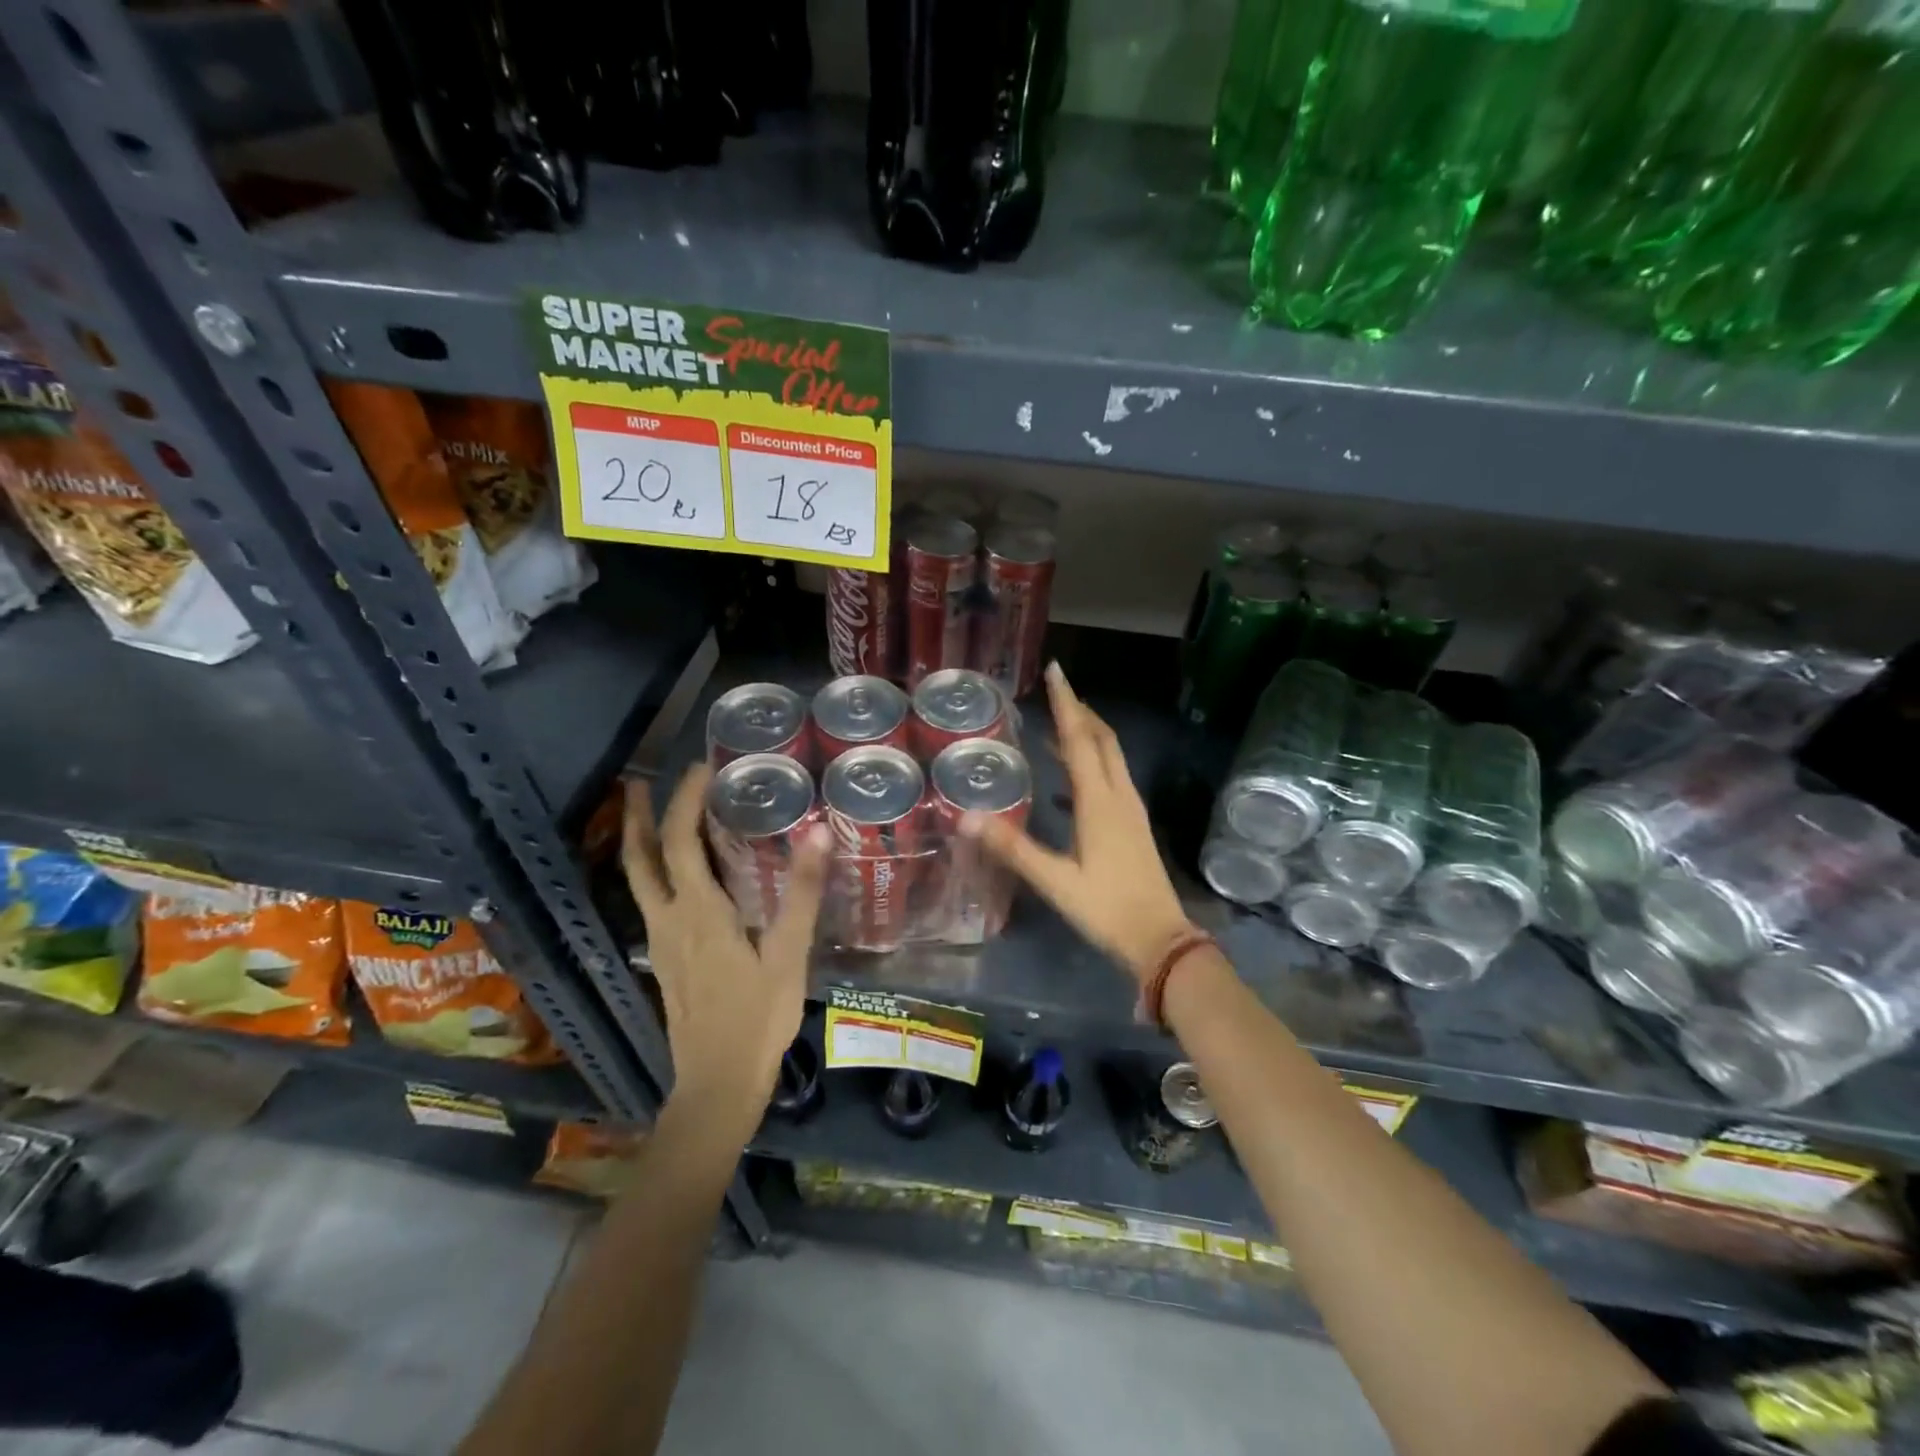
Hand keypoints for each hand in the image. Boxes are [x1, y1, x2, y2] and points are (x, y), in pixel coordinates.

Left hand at [623, 766, 831, 1125]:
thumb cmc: (758, 1019)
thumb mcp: (789, 955)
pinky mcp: (665, 960)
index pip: (681, 842)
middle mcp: (669, 920)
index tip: (702, 767)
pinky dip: (655, 871)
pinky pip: (652, 900)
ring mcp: (661, 942)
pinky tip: (677, 874)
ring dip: (640, 841)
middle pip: (642, 858)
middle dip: (639, 816)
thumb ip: (802, 893)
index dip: (686, 800)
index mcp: (699, 912)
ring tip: (647, 813)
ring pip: (639, 880)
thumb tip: (818, 832)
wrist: (717, 1085)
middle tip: (642, 780)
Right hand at [961, 662, 1195, 983]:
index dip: (1066, 703)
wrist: (1159, 939)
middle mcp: (1119, 795)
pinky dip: (1092, 761)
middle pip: (1102, 739)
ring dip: (1088, 733)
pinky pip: (1111, 777)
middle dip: (1080, 710)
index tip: (1056, 670)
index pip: (1081, 739)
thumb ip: (1013, 848)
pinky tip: (1070, 778)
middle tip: (1056, 690)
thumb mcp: (1055, 881)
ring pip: (1111, 756)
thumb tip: (968, 818)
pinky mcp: (1133, 824)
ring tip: (1060, 723)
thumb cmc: (1106, 908)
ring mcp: (1130, 809)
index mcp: (1100, 801)